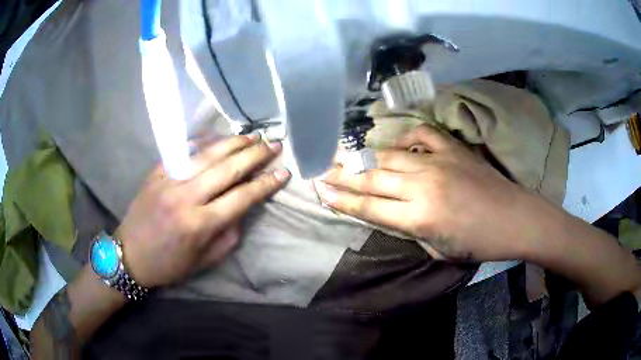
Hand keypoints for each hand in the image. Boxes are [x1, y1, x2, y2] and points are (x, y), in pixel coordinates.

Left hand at [116, 134, 289, 287]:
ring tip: (251, 136)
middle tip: (273, 144)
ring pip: (206, 155)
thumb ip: (228, 235)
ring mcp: (168, 181)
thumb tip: (242, 209)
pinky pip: (183, 151)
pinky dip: (203, 142)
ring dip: (232, 143)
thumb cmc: (169, 264)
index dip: (265, 184)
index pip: (241, 198)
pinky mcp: (156, 173)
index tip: (283, 173)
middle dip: (255, 155)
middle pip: (227, 169)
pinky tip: (218, 137)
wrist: (130, 255)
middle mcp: (186, 197)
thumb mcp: (204, 261)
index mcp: (200, 224)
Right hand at [317, 125, 528, 261]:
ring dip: (362, 156)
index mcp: (419, 218)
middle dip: (342, 175)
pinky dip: (404, 136)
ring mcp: (438, 162)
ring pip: (389, 156)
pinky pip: (420, 135)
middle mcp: (422, 186)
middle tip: (320, 169)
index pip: (369, 207)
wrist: (514, 218)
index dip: (342, 200)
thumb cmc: (478, 243)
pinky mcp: (452, 149)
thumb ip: (410, 231)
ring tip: (341, 154)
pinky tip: (392, 141)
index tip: (320, 191)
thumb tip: (390, 214)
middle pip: (372, 178)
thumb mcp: (438, 251)